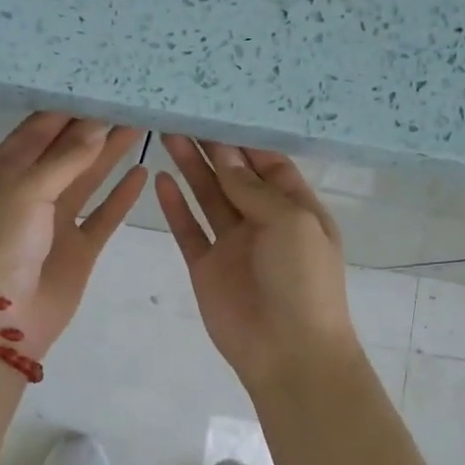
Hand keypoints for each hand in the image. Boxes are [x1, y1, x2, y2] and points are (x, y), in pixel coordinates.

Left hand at [0, 114, 146, 360]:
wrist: (2, 322)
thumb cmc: (1, 248)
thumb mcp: (25, 193)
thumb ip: (63, 160)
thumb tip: (96, 126)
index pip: (34, 133)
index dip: (65, 111)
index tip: (96, 86)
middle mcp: (26, 195)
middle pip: (63, 153)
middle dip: (92, 129)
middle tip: (126, 101)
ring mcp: (53, 223)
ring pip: (86, 180)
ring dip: (109, 155)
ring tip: (139, 126)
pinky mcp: (78, 249)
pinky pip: (103, 216)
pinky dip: (120, 196)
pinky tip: (141, 173)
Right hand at [155, 136, 361, 392]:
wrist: (288, 352)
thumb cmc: (303, 281)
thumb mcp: (291, 223)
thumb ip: (254, 189)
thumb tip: (224, 155)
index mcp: (296, 209)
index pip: (269, 164)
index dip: (244, 140)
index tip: (217, 111)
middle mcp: (263, 222)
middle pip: (234, 176)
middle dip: (213, 148)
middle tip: (185, 114)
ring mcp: (233, 245)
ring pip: (208, 197)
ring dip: (191, 168)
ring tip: (169, 134)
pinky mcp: (206, 267)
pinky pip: (188, 230)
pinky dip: (175, 206)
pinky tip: (161, 180)